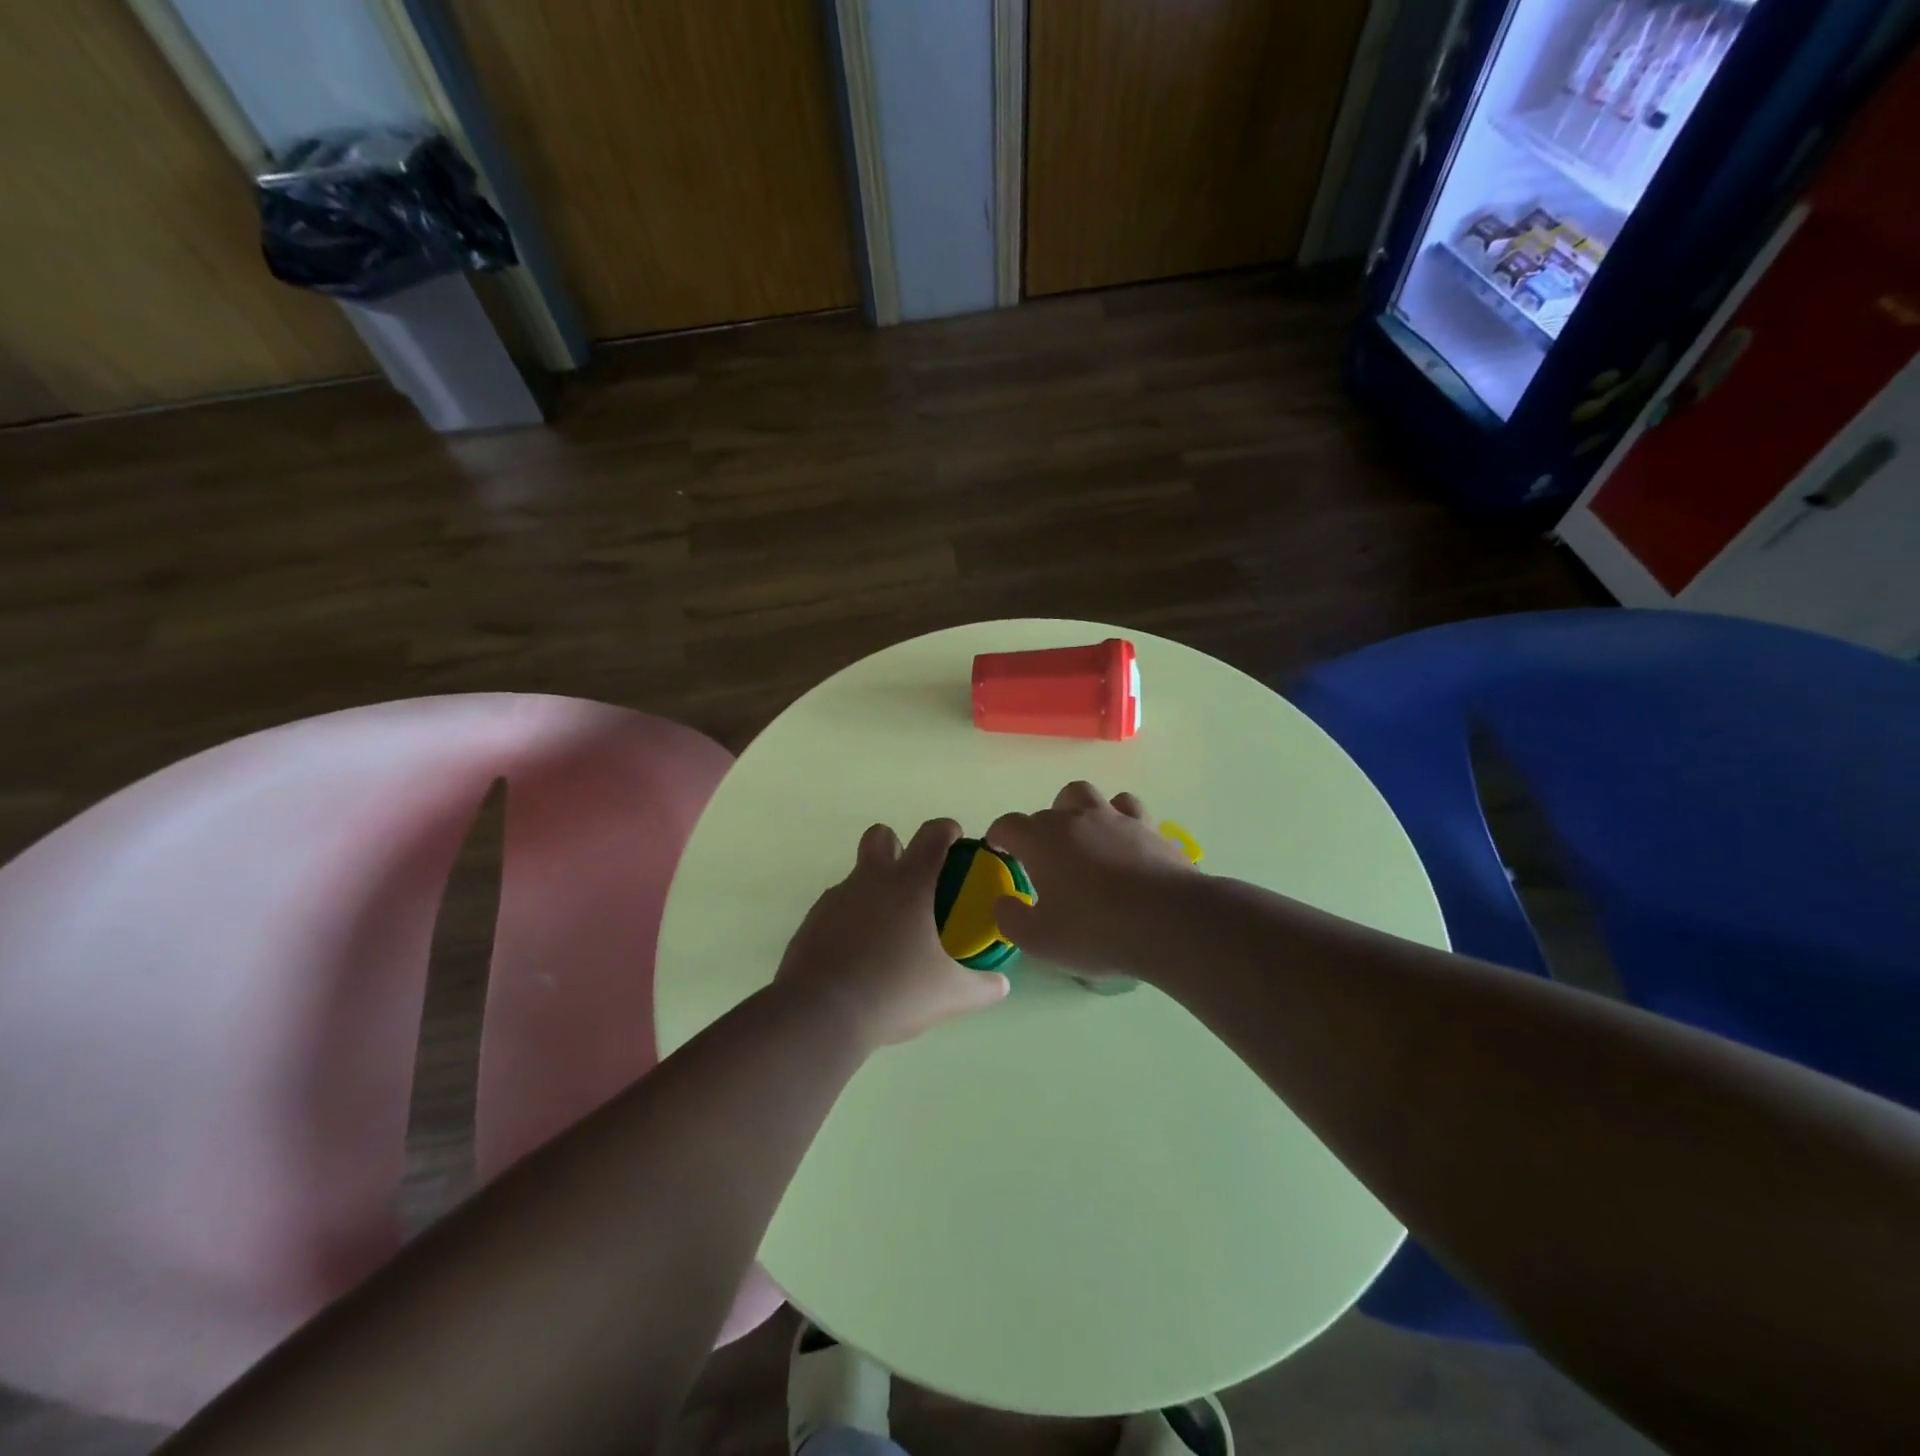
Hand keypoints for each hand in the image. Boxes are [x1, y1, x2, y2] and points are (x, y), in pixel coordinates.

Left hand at [777, 818, 1010, 1050]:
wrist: (819, 1015)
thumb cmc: (893, 992)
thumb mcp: (950, 996)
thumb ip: (982, 987)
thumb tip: (1002, 985)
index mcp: (909, 884)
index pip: (932, 835)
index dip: (947, 830)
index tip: (957, 840)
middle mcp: (870, 880)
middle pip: (882, 836)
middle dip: (899, 845)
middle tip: (915, 880)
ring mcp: (836, 899)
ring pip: (857, 876)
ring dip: (874, 890)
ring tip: (888, 932)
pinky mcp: (812, 922)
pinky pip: (837, 909)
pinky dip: (850, 921)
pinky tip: (859, 955)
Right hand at [986, 782, 1194, 976]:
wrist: (1171, 922)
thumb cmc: (1097, 930)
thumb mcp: (1039, 940)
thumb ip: (1011, 919)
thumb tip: (1003, 901)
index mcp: (1042, 840)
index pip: (1009, 825)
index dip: (999, 836)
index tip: (998, 850)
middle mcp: (1076, 818)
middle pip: (1049, 808)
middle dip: (1040, 828)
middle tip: (1045, 858)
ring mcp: (1116, 819)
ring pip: (1088, 796)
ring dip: (1078, 812)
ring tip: (1083, 840)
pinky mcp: (1150, 829)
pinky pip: (1129, 810)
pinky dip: (1119, 821)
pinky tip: (1122, 843)